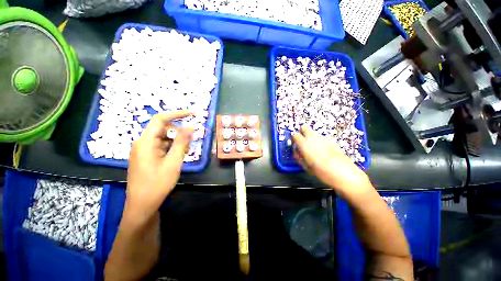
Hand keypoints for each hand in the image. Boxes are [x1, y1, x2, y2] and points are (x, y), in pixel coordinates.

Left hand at [125, 110, 193, 223]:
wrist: (142, 206)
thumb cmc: (157, 184)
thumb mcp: (173, 162)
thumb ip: (182, 143)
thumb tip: (191, 126)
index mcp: (145, 142)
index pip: (160, 119)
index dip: (177, 114)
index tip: (193, 114)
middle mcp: (142, 143)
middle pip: (163, 129)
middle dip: (179, 132)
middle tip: (193, 139)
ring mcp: (144, 150)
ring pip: (164, 138)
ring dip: (177, 142)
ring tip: (187, 151)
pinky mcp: (147, 157)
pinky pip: (161, 146)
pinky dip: (172, 148)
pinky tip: (179, 156)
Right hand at [292, 126, 370, 196]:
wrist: (344, 173)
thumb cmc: (322, 172)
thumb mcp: (306, 167)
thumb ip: (298, 157)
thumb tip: (296, 150)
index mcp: (305, 144)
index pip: (295, 135)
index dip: (293, 138)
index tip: (294, 144)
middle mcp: (313, 138)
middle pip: (304, 127)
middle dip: (301, 132)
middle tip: (302, 142)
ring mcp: (323, 138)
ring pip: (313, 132)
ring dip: (310, 137)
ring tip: (313, 148)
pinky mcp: (331, 140)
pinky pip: (321, 137)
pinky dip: (318, 141)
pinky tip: (323, 151)